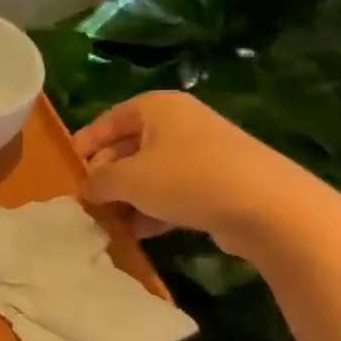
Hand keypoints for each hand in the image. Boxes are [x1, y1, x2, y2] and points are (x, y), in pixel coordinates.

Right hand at [72, 91, 320, 253]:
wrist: (271, 209)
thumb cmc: (187, 179)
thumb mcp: (127, 179)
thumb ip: (98, 181)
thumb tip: (87, 189)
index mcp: (157, 108)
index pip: (108, 120)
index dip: (85, 144)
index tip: (69, 169)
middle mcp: (182, 123)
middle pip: (130, 146)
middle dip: (107, 175)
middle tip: (89, 199)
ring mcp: (206, 153)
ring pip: (153, 172)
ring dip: (130, 196)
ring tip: (111, 221)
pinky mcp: (224, 182)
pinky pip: (176, 191)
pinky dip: (156, 208)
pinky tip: (142, 232)